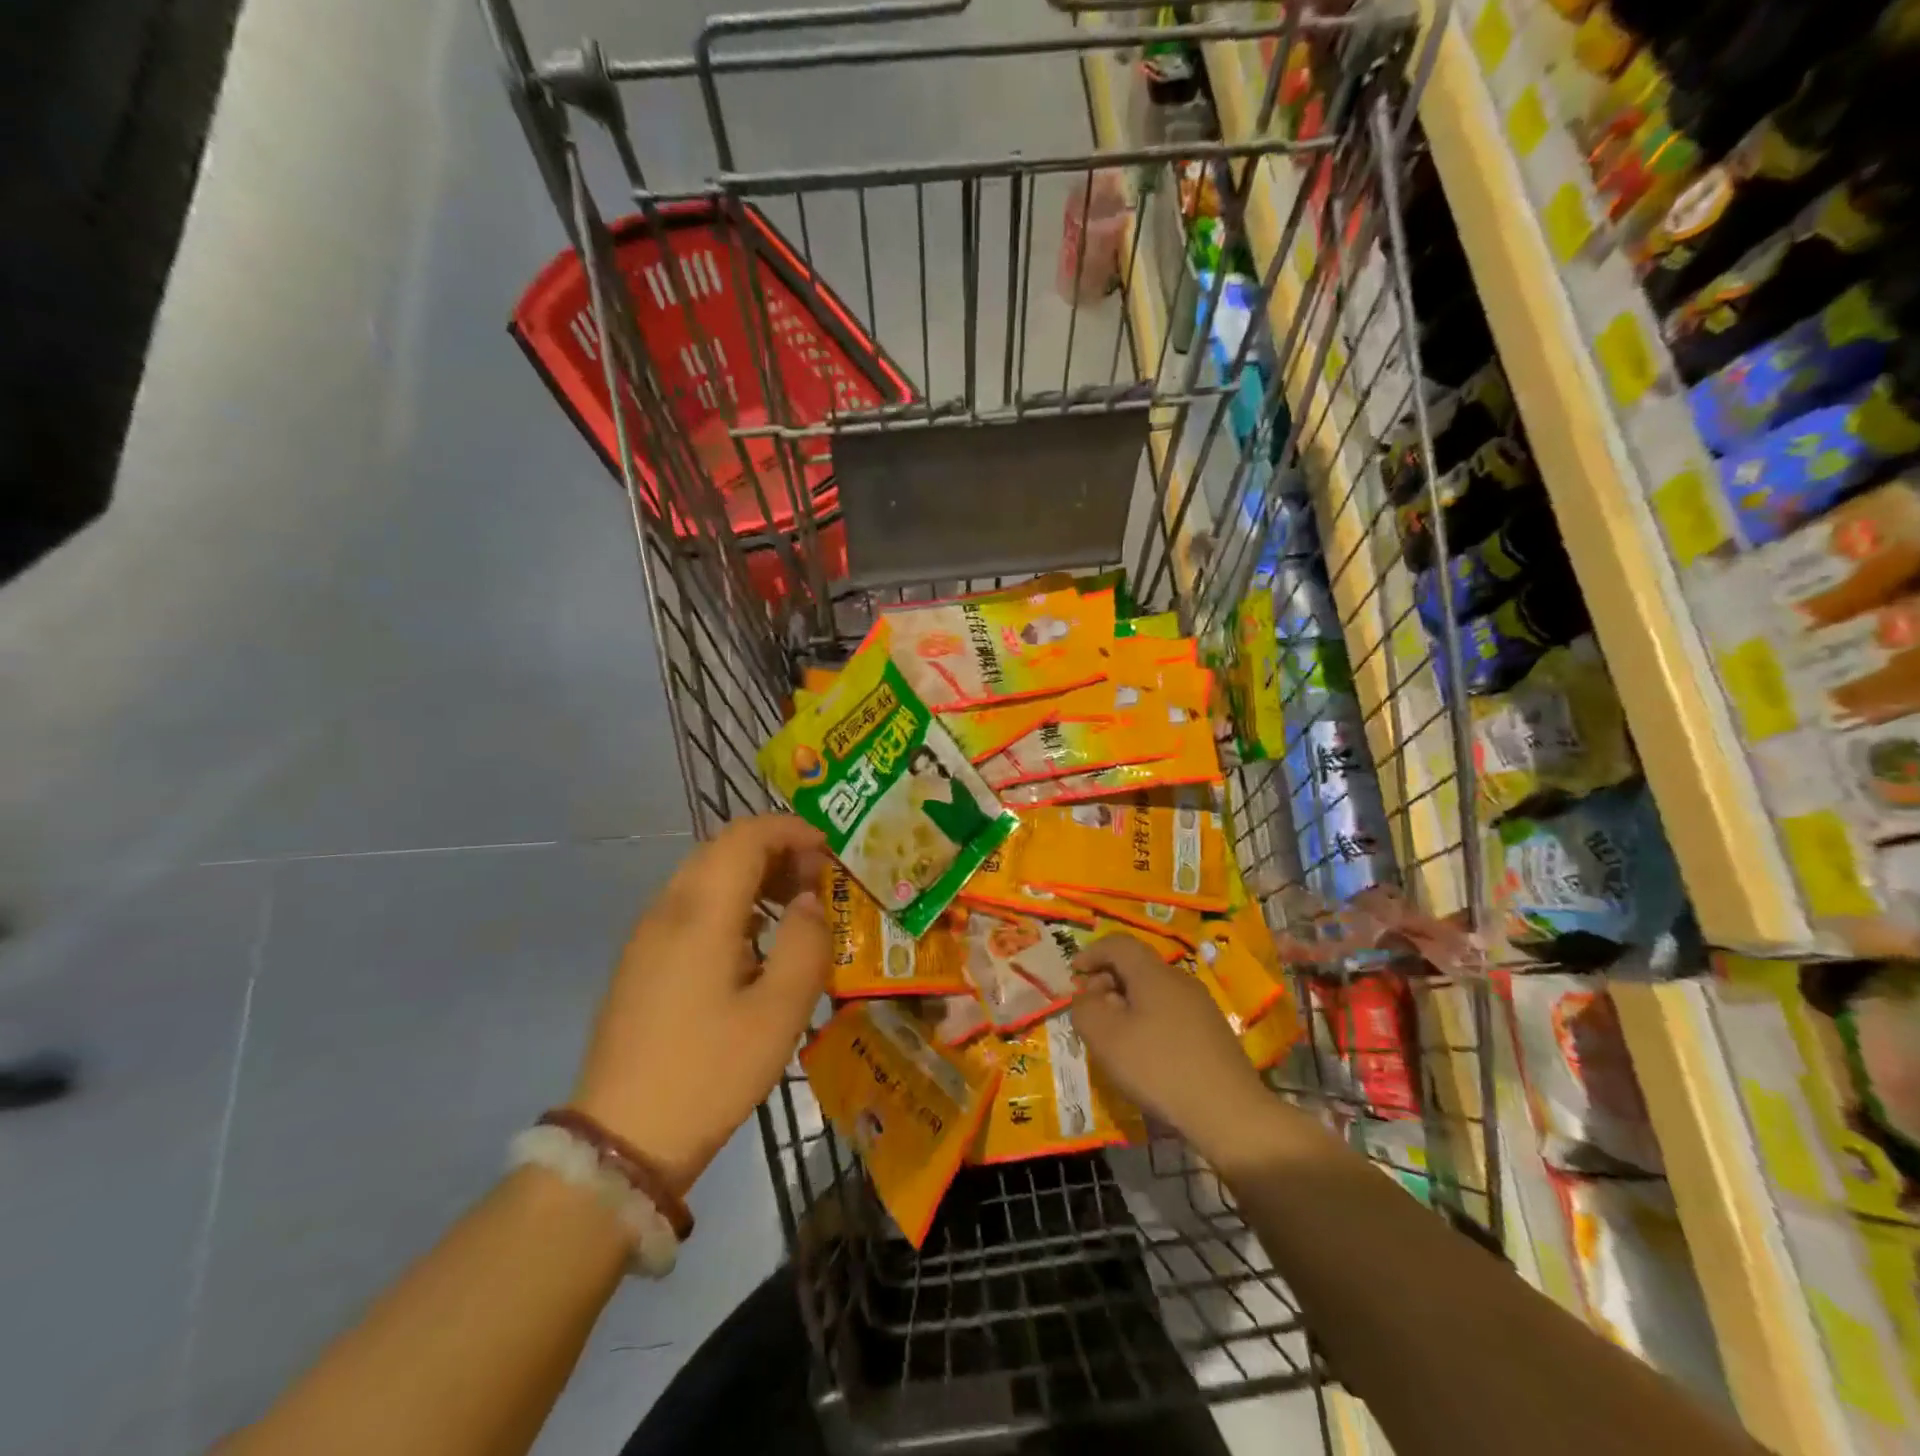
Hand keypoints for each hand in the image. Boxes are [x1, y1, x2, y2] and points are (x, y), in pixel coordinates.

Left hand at [571, 814, 831, 1194]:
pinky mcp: (641, 959)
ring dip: (752, 874)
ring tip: (793, 908)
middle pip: (723, 848)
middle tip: (817, 881)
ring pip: (704, 874)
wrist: (622, 1139)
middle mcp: (668, 908)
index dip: (791, 830)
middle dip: (776, 849)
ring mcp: (648, 934)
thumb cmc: (710, 1072)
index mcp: (701, 912)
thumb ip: (806, 943)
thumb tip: (810, 901)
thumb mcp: (779, 1012)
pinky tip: (754, 941)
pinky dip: (730, 900)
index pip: (746, 836)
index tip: (829, 851)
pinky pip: (690, 904)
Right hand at [1069, 934, 1279, 1164]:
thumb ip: (1085, 1009)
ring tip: (1115, 1036)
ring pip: (1154, 991)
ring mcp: (1201, 1005)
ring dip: (1128, 1003)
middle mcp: (1180, 980)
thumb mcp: (1105, 1038)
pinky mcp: (1213, 1031)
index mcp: (1153, 973)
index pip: (1118, 944)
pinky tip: (1146, 1053)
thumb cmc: (1159, 1068)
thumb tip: (1087, 997)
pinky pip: (1170, 1012)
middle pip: (1137, 966)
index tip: (1073, 973)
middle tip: (1090, 1010)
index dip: (1091, 953)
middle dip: (1107, 980)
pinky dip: (1149, 1020)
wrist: (1229, 1113)